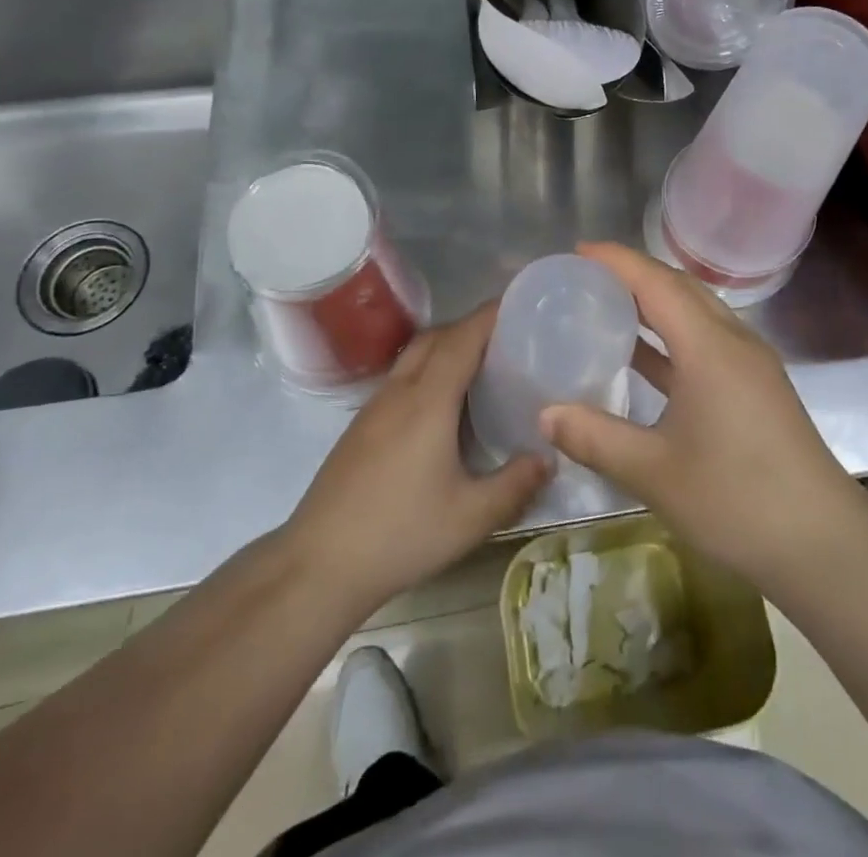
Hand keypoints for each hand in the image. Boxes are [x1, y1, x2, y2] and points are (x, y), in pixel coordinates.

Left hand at [285, 306, 550, 618]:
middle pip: (436, 336)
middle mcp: (399, 391)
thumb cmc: (400, 534)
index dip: (491, 315)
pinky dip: (427, 370)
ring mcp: (374, 407)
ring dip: (446, 346)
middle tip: (508, 338)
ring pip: (413, 355)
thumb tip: (548, 458)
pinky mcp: (360, 426)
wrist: (318, 564)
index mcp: (428, 400)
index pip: (463, 338)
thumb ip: (515, 484)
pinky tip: (442, 406)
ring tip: (481, 366)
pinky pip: (401, 377)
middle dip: (471, 326)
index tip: (521, 304)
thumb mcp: (471, 517)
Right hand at [541, 243, 867, 588]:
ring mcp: (750, 365)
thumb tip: (545, 414)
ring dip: (655, 304)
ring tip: (607, 307)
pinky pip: (706, 342)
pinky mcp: (756, 388)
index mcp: (709, 347)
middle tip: (587, 278)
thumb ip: (596, 438)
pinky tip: (643, 359)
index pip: (657, 283)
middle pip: (680, 288)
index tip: (577, 252)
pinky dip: (671, 338)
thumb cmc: (737, 500)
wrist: (823, 544)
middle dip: (634, 275)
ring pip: (696, 314)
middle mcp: (733, 342)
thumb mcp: (654, 472)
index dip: (616, 261)